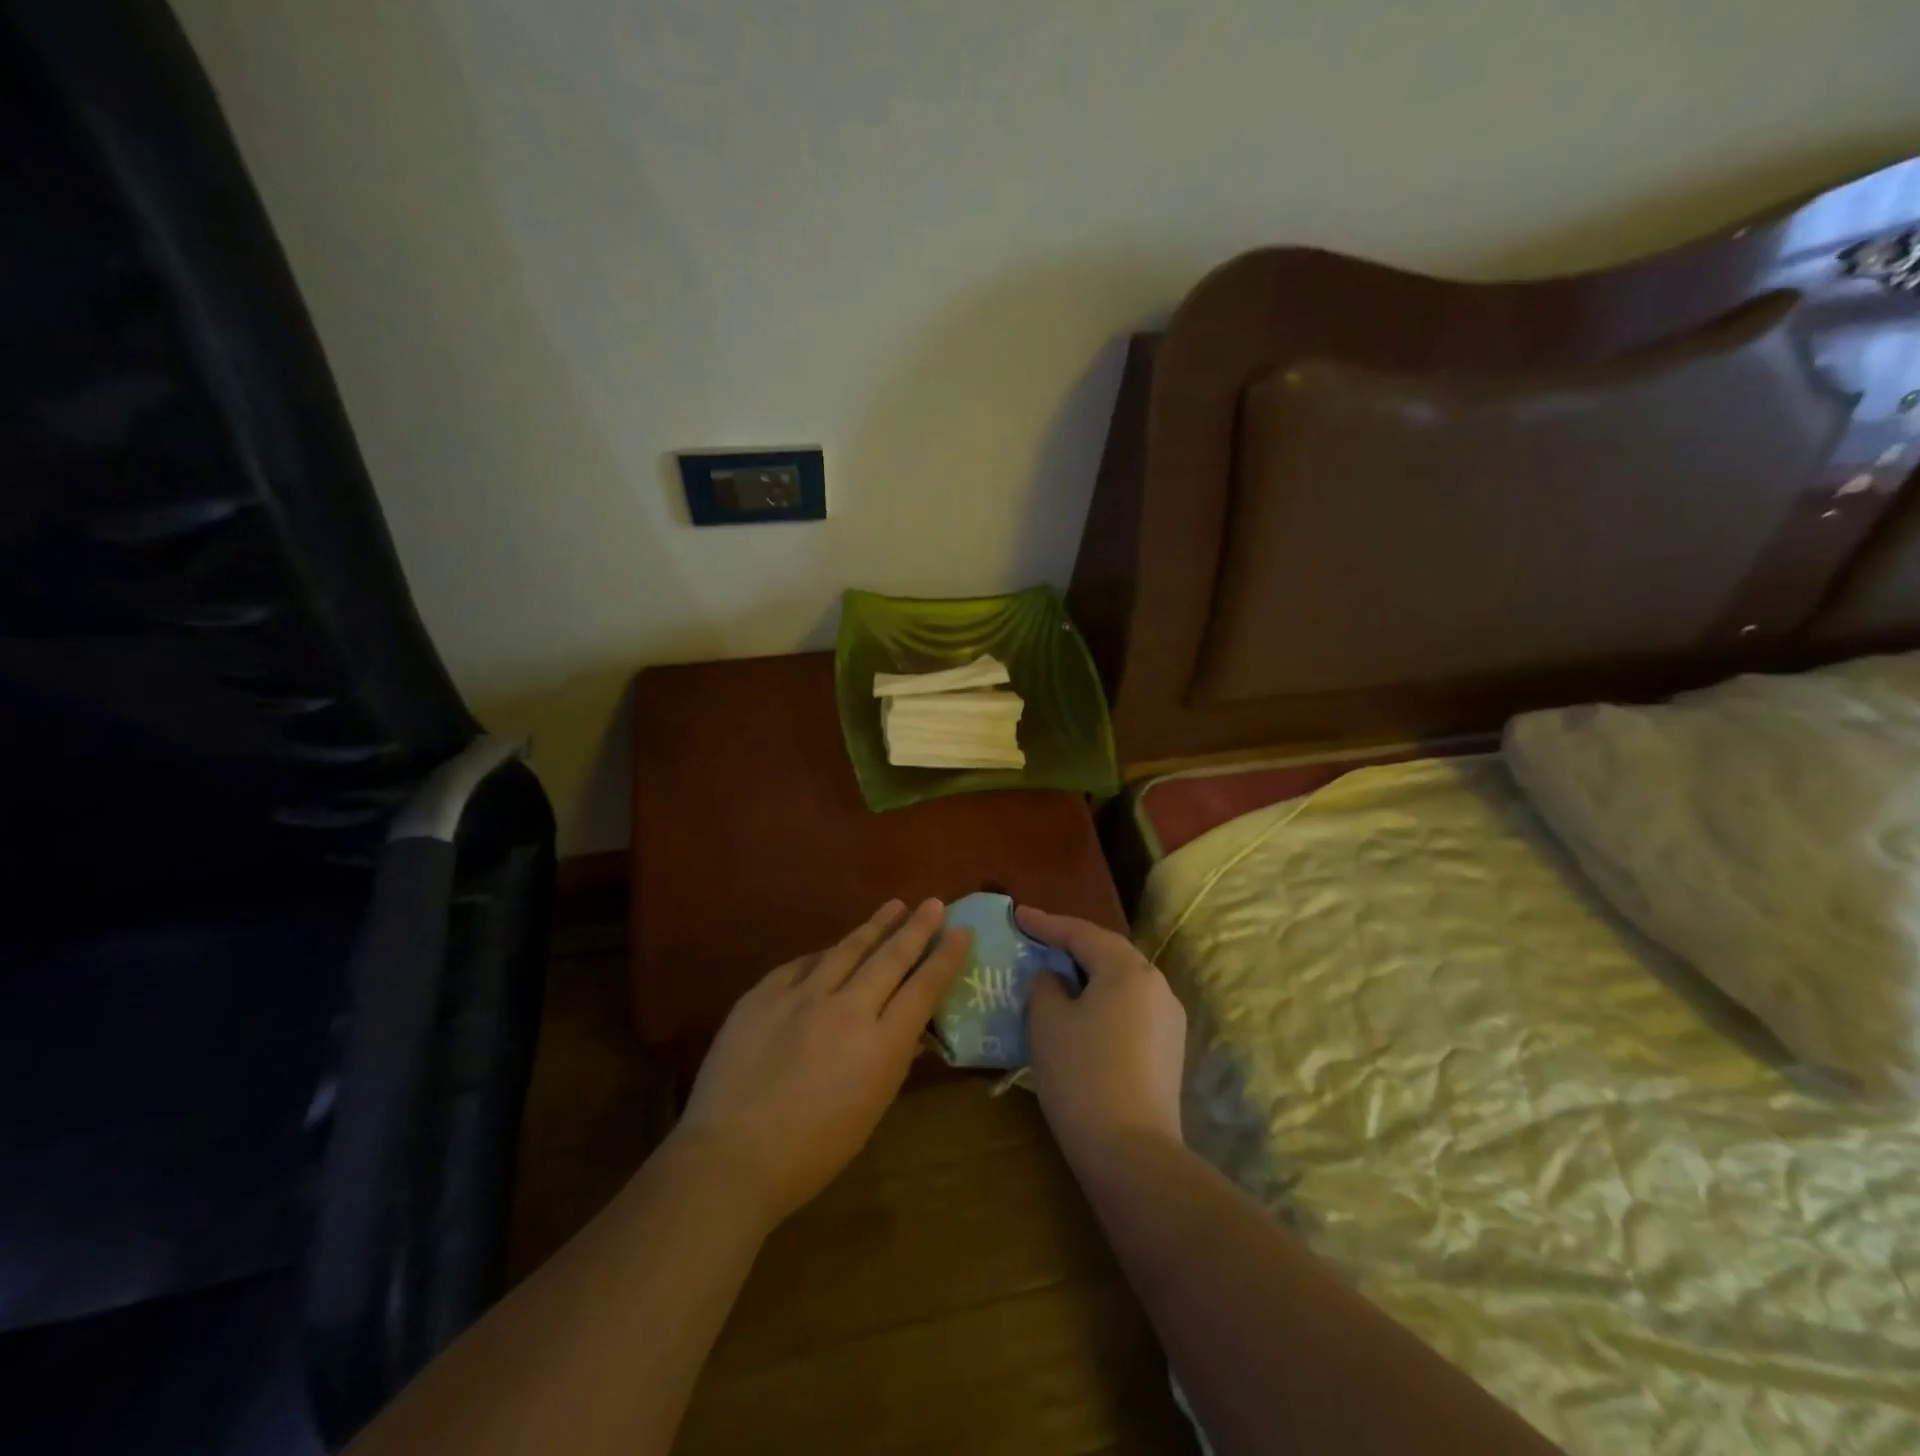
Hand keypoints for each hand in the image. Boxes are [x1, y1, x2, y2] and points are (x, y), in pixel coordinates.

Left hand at [667, 899, 970, 1228]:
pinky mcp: (764, 993)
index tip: (962, 931)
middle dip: (918, 928)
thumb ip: (892, 1062)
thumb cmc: (811, 1153)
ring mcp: (802, 996)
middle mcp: (847, 1009)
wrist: (729, 1157)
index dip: (946, 956)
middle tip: (934, 903)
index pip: (924, 988)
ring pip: (847, 949)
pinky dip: (824, 954)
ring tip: (894, 906)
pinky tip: (832, 947)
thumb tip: (911, 1032)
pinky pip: (802, 964)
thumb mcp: (870, 1111)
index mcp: (880, 1046)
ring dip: (875, 925)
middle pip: (891, 958)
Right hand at [1017, 906, 1186, 1169]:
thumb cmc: (1082, 1075)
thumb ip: (1046, 986)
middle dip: (1071, 943)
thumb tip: (1055, 978)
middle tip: (1038, 938)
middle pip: (1108, 951)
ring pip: (1122, 979)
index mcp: (1127, 969)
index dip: (1046, 923)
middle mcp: (1156, 984)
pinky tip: (1083, 1011)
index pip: (1082, 933)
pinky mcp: (1170, 1048)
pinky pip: (1131, 1006)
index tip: (1018, 914)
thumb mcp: (1048, 1022)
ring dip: (1090, 972)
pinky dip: (1104, 998)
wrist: (1132, 1152)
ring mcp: (1169, 1018)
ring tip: (1058, 972)